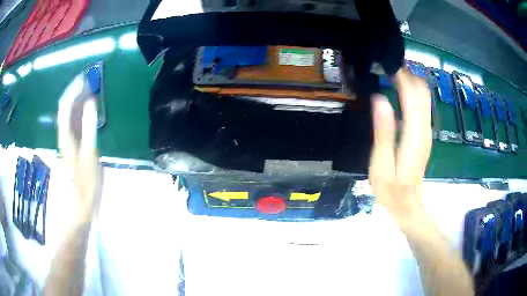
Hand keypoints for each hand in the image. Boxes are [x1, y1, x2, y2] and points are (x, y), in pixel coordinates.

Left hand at [57, 75, 101, 222]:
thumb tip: (91, 102)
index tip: (86, 78)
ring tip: (90, 92)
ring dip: (78, 101)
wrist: (80, 204)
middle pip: (65, 108)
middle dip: (76, 92)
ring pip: (68, 115)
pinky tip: (87, 111)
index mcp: (65, 136)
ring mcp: (66, 141)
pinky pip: (72, 123)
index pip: (65, 105)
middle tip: (90, 82)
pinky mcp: (71, 146)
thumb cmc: (86, 183)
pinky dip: (79, 113)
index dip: (74, 89)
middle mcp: (63, 135)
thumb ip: (89, 127)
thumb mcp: (90, 154)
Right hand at [369, 69, 431, 227]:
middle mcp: (425, 129)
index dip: (402, 77)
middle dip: (409, 75)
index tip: (388, 64)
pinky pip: (422, 106)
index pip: (412, 97)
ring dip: (411, 81)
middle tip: (389, 65)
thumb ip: (383, 131)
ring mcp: (427, 131)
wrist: (407, 205)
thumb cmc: (391, 189)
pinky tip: (400, 90)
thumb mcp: (381, 164)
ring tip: (393, 72)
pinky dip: (413, 93)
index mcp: (414, 135)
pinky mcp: (424, 134)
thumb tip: (379, 99)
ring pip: (424, 97)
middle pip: (422, 92)